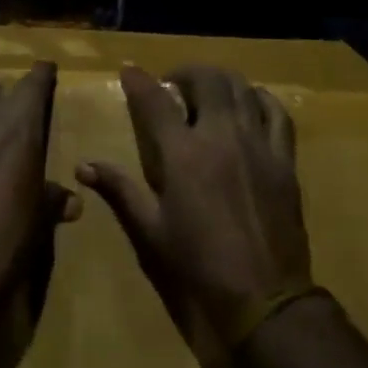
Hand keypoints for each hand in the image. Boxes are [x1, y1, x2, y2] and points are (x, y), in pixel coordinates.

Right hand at [78, 65, 312, 343]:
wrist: (263, 297)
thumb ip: (119, 190)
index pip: (155, 100)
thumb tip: (83, 167)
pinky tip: (250, 104)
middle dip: (185, 72)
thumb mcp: (150, 230)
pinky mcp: (283, 160)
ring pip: (242, 88)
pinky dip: (260, 99)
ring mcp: (257, 145)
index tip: (129, 70)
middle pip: (206, 80)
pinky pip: (277, 114)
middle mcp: (221, 136)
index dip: (138, 80)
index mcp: (182, 154)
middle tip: (173, 85)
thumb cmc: (198, 265)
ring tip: (208, 91)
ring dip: (220, 81)